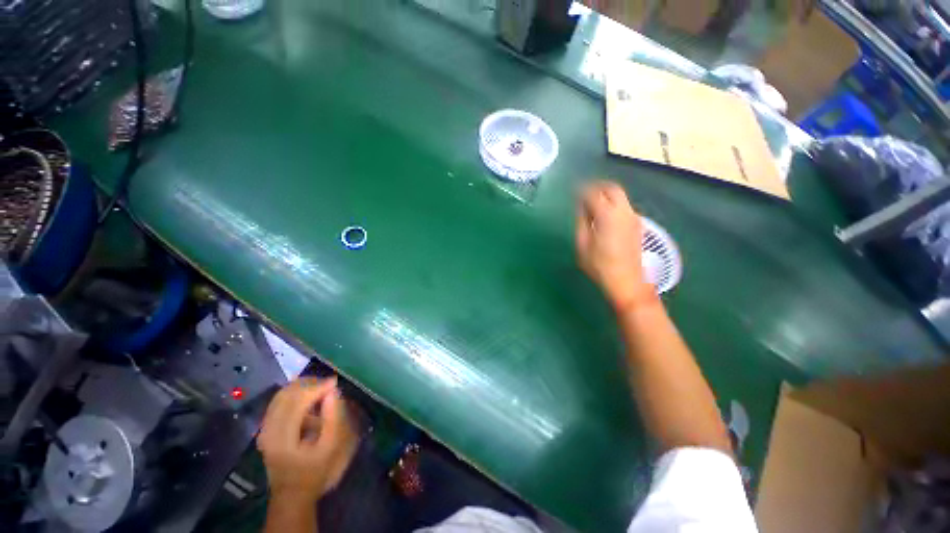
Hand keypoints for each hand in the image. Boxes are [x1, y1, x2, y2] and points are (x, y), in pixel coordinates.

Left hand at [257, 377, 358, 503]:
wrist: (292, 495)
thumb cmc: (315, 472)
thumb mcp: (330, 448)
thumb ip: (333, 418)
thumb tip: (333, 393)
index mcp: (283, 437)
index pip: (297, 401)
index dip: (317, 387)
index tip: (335, 382)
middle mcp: (269, 430)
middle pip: (286, 394)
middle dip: (309, 384)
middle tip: (329, 384)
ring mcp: (265, 430)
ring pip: (280, 396)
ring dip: (301, 387)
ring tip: (321, 388)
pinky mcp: (266, 430)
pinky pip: (278, 403)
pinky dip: (294, 395)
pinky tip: (309, 399)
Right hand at [576, 181, 656, 310]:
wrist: (627, 281)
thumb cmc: (599, 265)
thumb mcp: (582, 244)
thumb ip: (582, 221)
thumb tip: (581, 207)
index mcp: (607, 215)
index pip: (593, 193)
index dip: (581, 190)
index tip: (573, 191)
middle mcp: (623, 211)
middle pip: (612, 188)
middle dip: (597, 186)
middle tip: (583, 192)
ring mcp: (633, 217)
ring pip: (620, 196)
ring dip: (606, 195)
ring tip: (591, 204)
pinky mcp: (637, 225)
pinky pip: (623, 206)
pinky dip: (612, 204)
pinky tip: (603, 215)